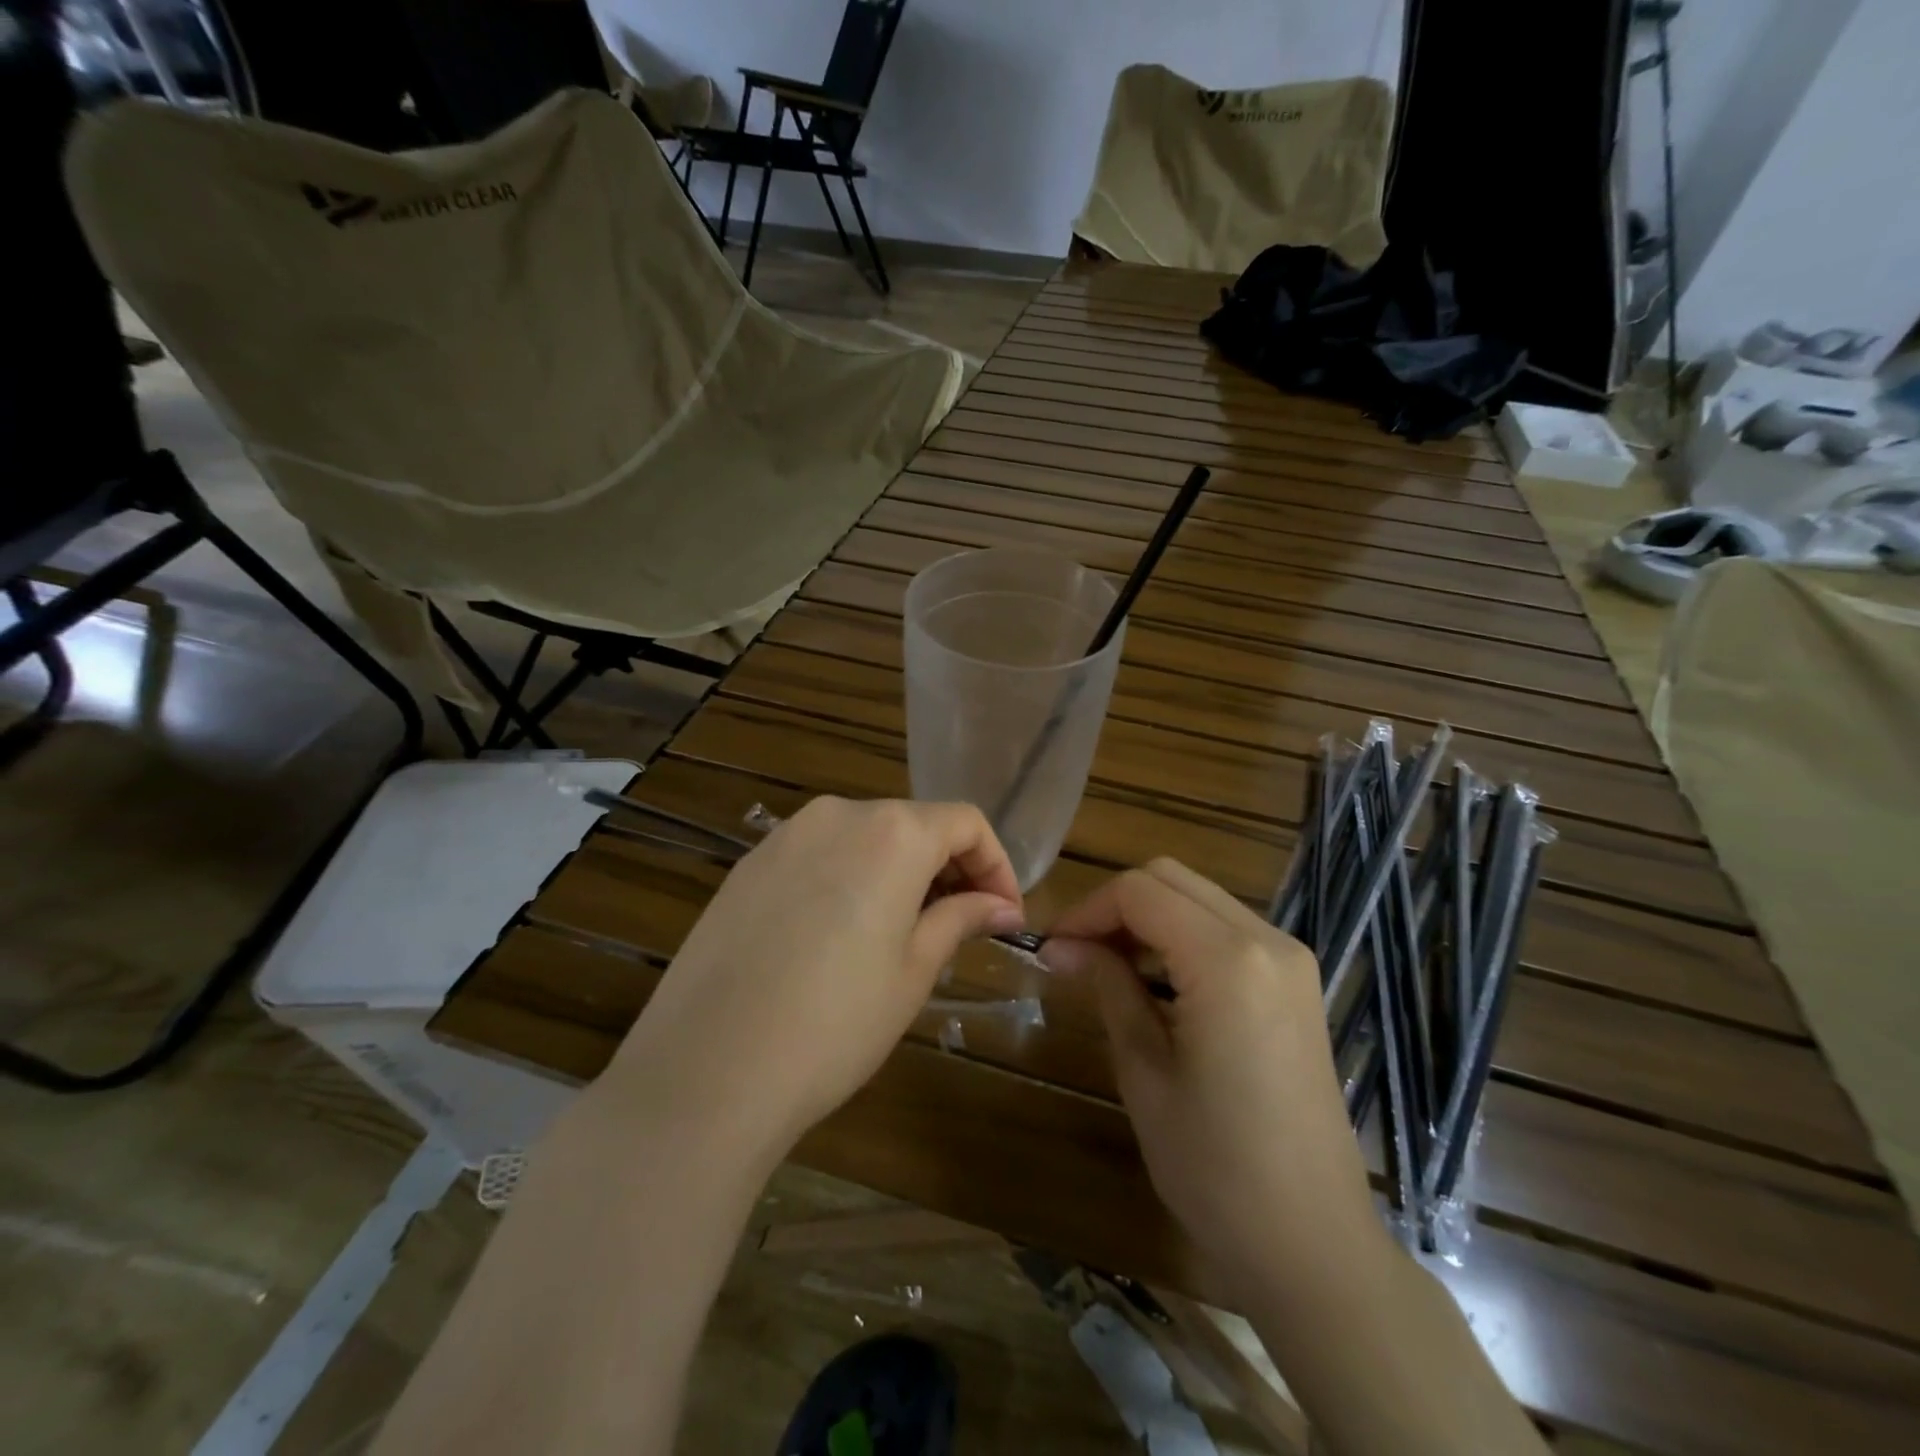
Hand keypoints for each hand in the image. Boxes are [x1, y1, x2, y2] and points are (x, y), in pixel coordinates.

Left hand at [602, 797, 1023, 1159]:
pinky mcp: (748, 864)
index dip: (996, 865)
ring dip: (899, 873)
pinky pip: (819, 855)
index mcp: (891, 831)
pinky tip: (839, 935)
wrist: (707, 1070)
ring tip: (902, 934)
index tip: (1005, 915)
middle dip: (948, 869)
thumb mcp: (913, 970)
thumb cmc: (835, 1022)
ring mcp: (785, 836)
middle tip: (960, 928)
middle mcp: (837, 815)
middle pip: (913, 824)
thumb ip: (961, 919)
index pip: (965, 822)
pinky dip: (849, 878)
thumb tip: (1002, 906)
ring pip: (864, 837)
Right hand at [1039, 859, 1376, 1284]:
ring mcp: (1290, 959)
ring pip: (1200, 898)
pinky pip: (1227, 929)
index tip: (1052, 949)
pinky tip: (1158, 983)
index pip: (1140, 892)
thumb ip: (1107, 987)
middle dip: (1115, 905)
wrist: (1314, 1245)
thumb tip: (1061, 946)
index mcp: (1228, 960)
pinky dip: (1182, 936)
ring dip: (1148, 918)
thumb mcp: (1144, 1072)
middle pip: (1171, 879)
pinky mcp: (1297, 983)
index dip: (1086, 910)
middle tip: (1077, 955)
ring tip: (1108, 969)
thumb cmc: (1216, 1167)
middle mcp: (1267, 940)